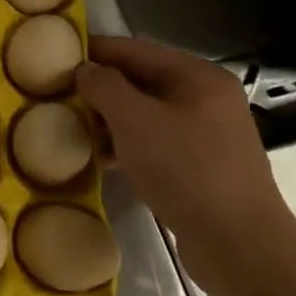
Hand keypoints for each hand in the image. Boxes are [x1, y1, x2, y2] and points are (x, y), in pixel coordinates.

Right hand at [74, 35, 295, 281]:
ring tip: (72, 125)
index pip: (135, 49)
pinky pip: (155, 142)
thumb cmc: (185, 170)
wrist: (239, 245)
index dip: (94, 49)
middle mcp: (206, 99)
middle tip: (59, 94)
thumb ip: (104, 86)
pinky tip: (99, 157)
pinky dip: (126, 143)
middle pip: (141, 80)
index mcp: (198, 76)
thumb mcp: (134, 120)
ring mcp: (206, 134)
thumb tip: (84, 70)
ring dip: (109, 118)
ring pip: (146, 113)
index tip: (55, 55)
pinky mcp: (201, 166)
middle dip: (100, 87)